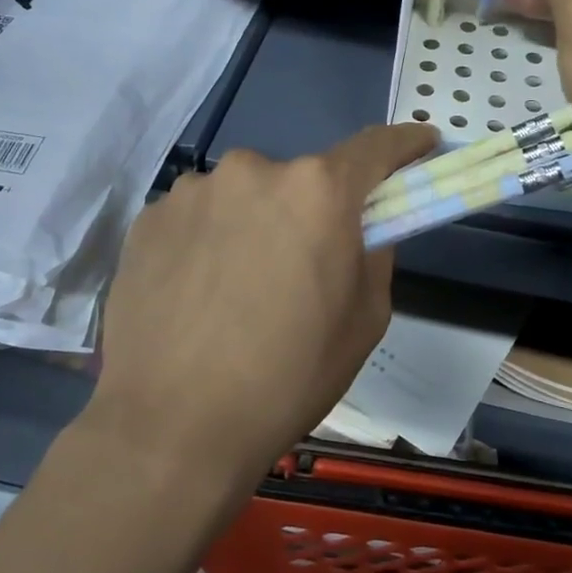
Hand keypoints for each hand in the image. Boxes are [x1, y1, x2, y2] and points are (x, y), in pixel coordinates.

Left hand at [87, 123, 436, 483]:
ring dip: (256, 224)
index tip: (423, 146)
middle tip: (305, 265)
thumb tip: (363, 227)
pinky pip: (199, 217)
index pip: (375, 146)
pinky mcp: (148, 219)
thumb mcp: (365, 321)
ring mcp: (193, 191)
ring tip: (240, 289)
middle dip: (314, 209)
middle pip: (302, 178)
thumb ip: (375, 254)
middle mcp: (253, 171)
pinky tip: (199, 294)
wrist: (171, 428)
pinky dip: (210, 241)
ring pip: (245, 196)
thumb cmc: (287, 377)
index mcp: (318, 191)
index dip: (406, 145)